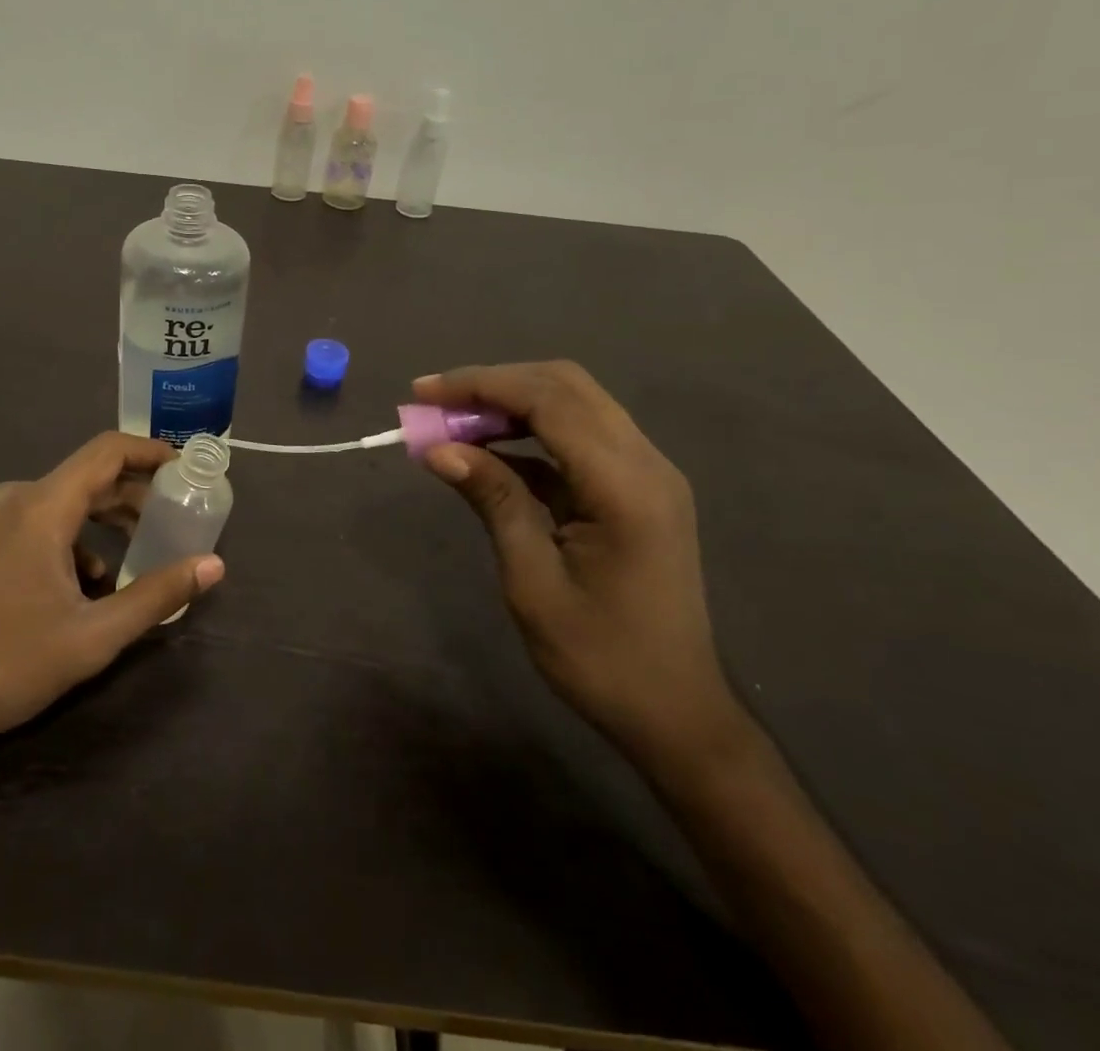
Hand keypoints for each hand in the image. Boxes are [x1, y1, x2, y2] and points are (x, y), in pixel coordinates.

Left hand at [0, 432, 224, 752]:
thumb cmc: (6, 665)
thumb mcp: (92, 637)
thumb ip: (156, 595)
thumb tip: (213, 566)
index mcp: (40, 508)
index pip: (106, 452)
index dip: (149, 452)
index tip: (182, 468)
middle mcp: (11, 497)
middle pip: (84, 479)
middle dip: (130, 498)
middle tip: (167, 523)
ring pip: (56, 502)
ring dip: (97, 525)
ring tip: (125, 565)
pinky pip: (29, 520)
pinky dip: (63, 539)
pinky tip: (74, 584)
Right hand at [414, 362, 741, 766]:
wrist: (677, 715)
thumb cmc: (601, 659)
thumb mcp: (533, 583)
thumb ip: (493, 502)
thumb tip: (438, 449)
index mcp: (624, 486)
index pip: (548, 400)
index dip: (480, 385)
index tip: (422, 393)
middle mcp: (646, 463)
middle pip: (565, 385)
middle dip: (494, 384)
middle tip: (435, 404)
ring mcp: (648, 473)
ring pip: (574, 402)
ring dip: (511, 402)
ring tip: (453, 424)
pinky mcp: (638, 488)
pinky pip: (579, 436)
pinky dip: (530, 431)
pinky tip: (489, 453)